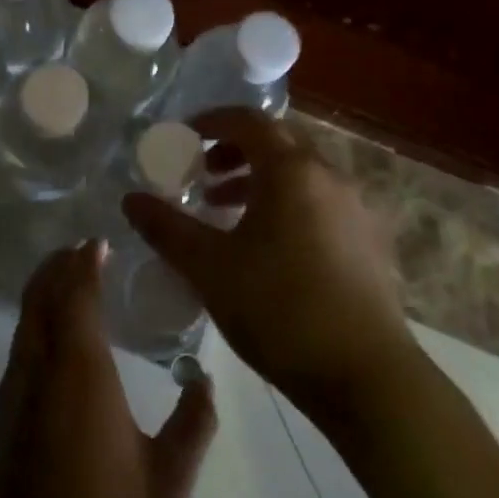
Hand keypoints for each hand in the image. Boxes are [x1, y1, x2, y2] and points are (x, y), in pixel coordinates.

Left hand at [0, 239, 217, 497]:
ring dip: (43, 293)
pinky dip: (34, 325)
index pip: (76, 296)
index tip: (97, 244)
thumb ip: (195, 423)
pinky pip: (19, 351)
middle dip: (57, 267)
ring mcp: (14, 397)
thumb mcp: (171, 478)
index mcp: (81, 374)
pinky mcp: (2, 422)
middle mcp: (40, 372)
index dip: (84, 264)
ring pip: (24, 324)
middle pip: (40, 298)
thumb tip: (204, 381)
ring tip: (67, 283)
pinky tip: (53, 342)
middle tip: (81, 251)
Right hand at [123, 108, 411, 412]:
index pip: (248, 121)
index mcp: (291, 171)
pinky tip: (267, 246)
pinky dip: (286, 203)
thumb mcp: (209, 268)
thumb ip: (166, 228)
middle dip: (234, 150)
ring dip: (259, 179)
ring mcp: (355, 208)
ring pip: (300, 173)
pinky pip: (319, 200)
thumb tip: (130, 200)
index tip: (184, 137)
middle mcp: (328, 176)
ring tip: (225, 210)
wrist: (366, 376)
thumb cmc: (279, 310)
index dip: (211, 122)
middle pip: (277, 142)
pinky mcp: (368, 240)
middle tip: (202, 174)